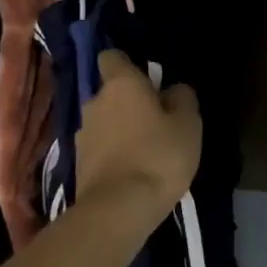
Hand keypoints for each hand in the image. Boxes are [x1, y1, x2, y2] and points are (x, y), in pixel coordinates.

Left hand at [76, 51, 201, 214]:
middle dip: (129, 103)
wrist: (118, 210)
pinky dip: (114, 154)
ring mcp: (82, 135)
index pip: (112, 57)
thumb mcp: (188, 124)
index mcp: (121, 85)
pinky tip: (133, 171)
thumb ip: (183, 99)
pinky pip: (100, 149)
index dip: (128, 64)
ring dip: (121, 130)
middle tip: (156, 121)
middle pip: (111, 93)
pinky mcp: (78, 165)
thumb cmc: (159, 156)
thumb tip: (173, 90)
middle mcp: (95, 103)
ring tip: (146, 151)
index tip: (148, 79)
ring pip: (105, 122)